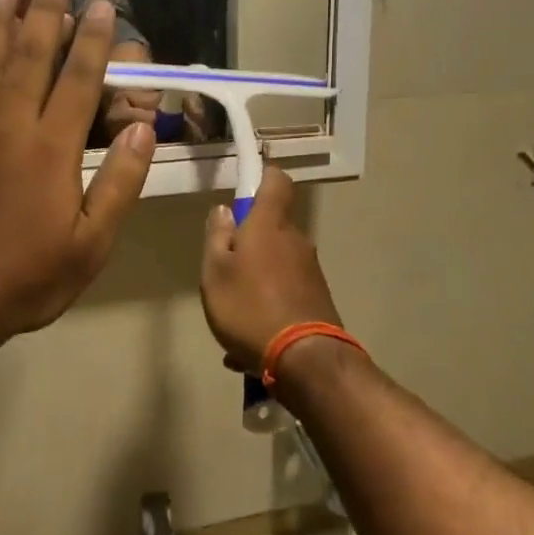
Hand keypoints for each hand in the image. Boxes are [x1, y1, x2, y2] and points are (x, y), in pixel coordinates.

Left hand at [0, 0, 155, 366]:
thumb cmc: (25, 278)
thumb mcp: (91, 245)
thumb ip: (119, 184)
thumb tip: (145, 130)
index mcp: (51, 150)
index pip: (79, 81)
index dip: (93, 41)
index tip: (102, 6)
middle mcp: (8, 127)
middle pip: (28, 56)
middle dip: (44, 13)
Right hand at [200, 167, 341, 371]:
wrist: (304, 358)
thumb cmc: (249, 307)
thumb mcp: (215, 272)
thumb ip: (217, 237)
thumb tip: (224, 210)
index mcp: (269, 225)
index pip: (276, 181)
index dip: (263, 176)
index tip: (246, 185)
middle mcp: (295, 240)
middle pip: (272, 227)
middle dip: (248, 244)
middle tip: (223, 273)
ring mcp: (310, 270)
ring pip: (275, 265)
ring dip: (254, 283)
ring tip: (232, 321)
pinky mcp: (318, 298)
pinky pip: (284, 294)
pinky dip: (266, 309)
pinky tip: (247, 347)